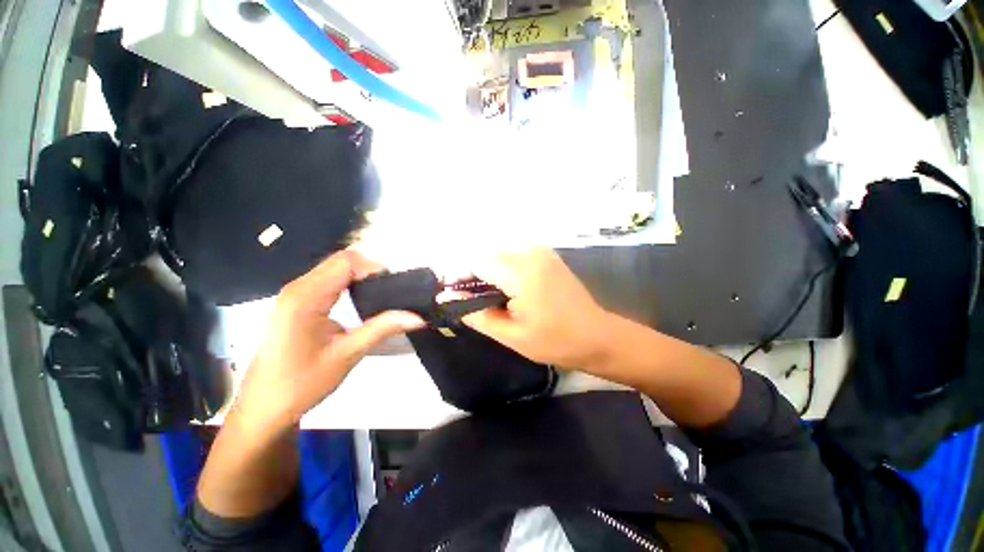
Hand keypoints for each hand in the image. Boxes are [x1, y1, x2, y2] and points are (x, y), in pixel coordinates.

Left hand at [233, 251, 423, 436]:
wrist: (263, 408)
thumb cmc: (302, 384)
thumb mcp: (347, 355)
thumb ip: (383, 329)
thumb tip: (418, 317)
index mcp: (305, 298)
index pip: (346, 262)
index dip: (374, 268)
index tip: (395, 286)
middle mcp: (297, 288)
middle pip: (340, 261)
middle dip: (370, 270)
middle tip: (393, 291)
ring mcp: (294, 294)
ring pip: (334, 269)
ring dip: (361, 276)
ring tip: (382, 295)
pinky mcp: (296, 303)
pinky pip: (327, 280)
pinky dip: (349, 283)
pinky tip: (361, 300)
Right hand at [462, 247, 611, 368]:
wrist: (597, 335)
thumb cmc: (555, 340)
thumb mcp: (511, 335)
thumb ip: (477, 314)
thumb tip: (449, 300)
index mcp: (520, 273)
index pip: (476, 262)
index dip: (460, 277)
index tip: (453, 295)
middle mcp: (529, 253)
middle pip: (486, 254)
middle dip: (473, 274)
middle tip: (471, 299)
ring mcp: (541, 251)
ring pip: (499, 252)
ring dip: (488, 270)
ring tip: (489, 296)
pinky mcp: (547, 255)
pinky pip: (514, 254)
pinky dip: (503, 267)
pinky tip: (507, 288)